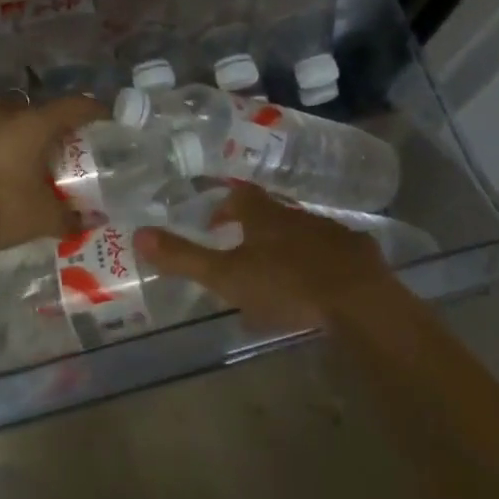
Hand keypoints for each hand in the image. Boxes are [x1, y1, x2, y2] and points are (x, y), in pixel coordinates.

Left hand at [0, 94, 106, 258]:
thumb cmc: (2, 210)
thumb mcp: (43, 218)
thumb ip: (71, 216)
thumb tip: (92, 220)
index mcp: (33, 126)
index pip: (73, 106)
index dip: (91, 109)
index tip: (102, 117)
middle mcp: (2, 113)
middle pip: (31, 107)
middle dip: (42, 121)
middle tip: (49, 143)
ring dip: (5, 123)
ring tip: (10, 144)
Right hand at [133, 182, 394, 330]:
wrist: (359, 301)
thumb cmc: (286, 285)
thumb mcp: (226, 276)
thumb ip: (184, 257)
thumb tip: (138, 233)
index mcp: (264, 216)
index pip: (240, 197)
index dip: (225, 205)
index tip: (215, 222)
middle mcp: (297, 215)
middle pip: (272, 213)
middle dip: (257, 226)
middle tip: (244, 247)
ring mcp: (332, 233)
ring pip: (304, 232)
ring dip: (290, 244)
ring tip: (280, 270)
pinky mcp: (360, 256)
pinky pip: (336, 253)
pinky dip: (323, 263)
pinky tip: (322, 285)